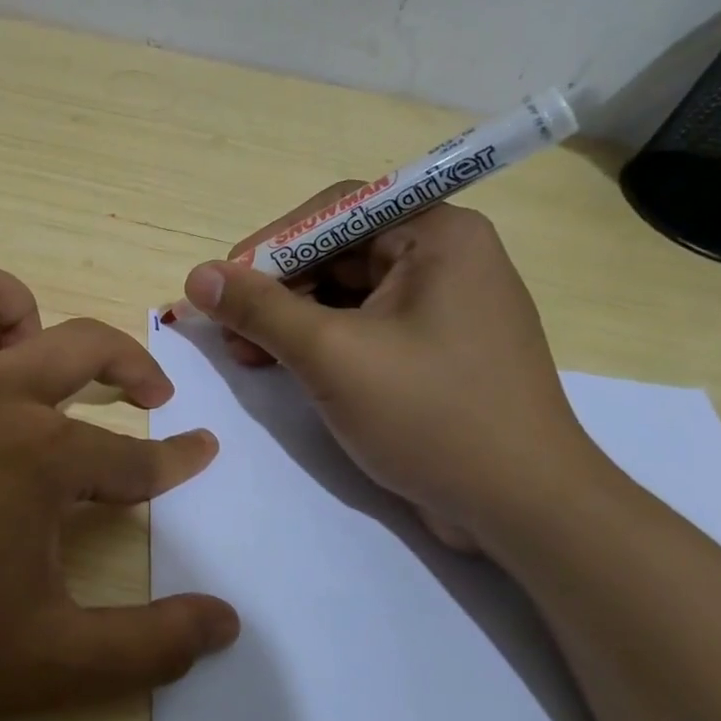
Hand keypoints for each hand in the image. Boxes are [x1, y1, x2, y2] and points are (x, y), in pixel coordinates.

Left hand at [0, 261, 238, 720]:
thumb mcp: (54, 663)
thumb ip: (151, 643)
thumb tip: (228, 622)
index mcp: (39, 455)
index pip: (133, 456)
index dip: (175, 460)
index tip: (200, 454)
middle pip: (81, 343)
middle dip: (131, 361)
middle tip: (148, 391)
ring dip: (16, 313)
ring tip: (25, 361)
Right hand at [182, 191, 594, 551]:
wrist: (523, 508)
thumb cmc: (431, 415)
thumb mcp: (332, 355)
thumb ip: (260, 309)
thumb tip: (196, 277)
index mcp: (437, 236)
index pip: (334, 211)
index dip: (270, 244)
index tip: (221, 285)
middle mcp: (445, 258)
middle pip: (337, 251)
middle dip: (276, 289)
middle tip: (227, 328)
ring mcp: (442, 306)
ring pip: (345, 294)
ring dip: (289, 319)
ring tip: (246, 354)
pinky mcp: (434, 349)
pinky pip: (363, 327)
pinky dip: (318, 343)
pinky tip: (282, 366)